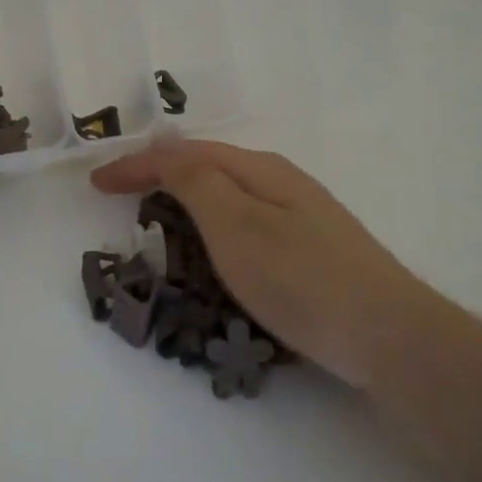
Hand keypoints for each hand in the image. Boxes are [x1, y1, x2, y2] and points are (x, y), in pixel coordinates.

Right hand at [90, 139, 459, 387]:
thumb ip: (197, 181)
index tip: (95, 183)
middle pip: (209, 168)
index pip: (185, 154)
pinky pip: (246, 225)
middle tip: (122, 199)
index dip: (137, 165)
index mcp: (261, 170)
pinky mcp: (311, 250)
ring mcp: (301, 217)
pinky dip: (214, 230)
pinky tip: (213, 251)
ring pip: (229, 197)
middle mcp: (282, 183)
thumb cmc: (301, 278)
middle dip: (161, 177)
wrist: (386, 335)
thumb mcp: (236, 224)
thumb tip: (166, 147)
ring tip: (156, 221)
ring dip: (187, 202)